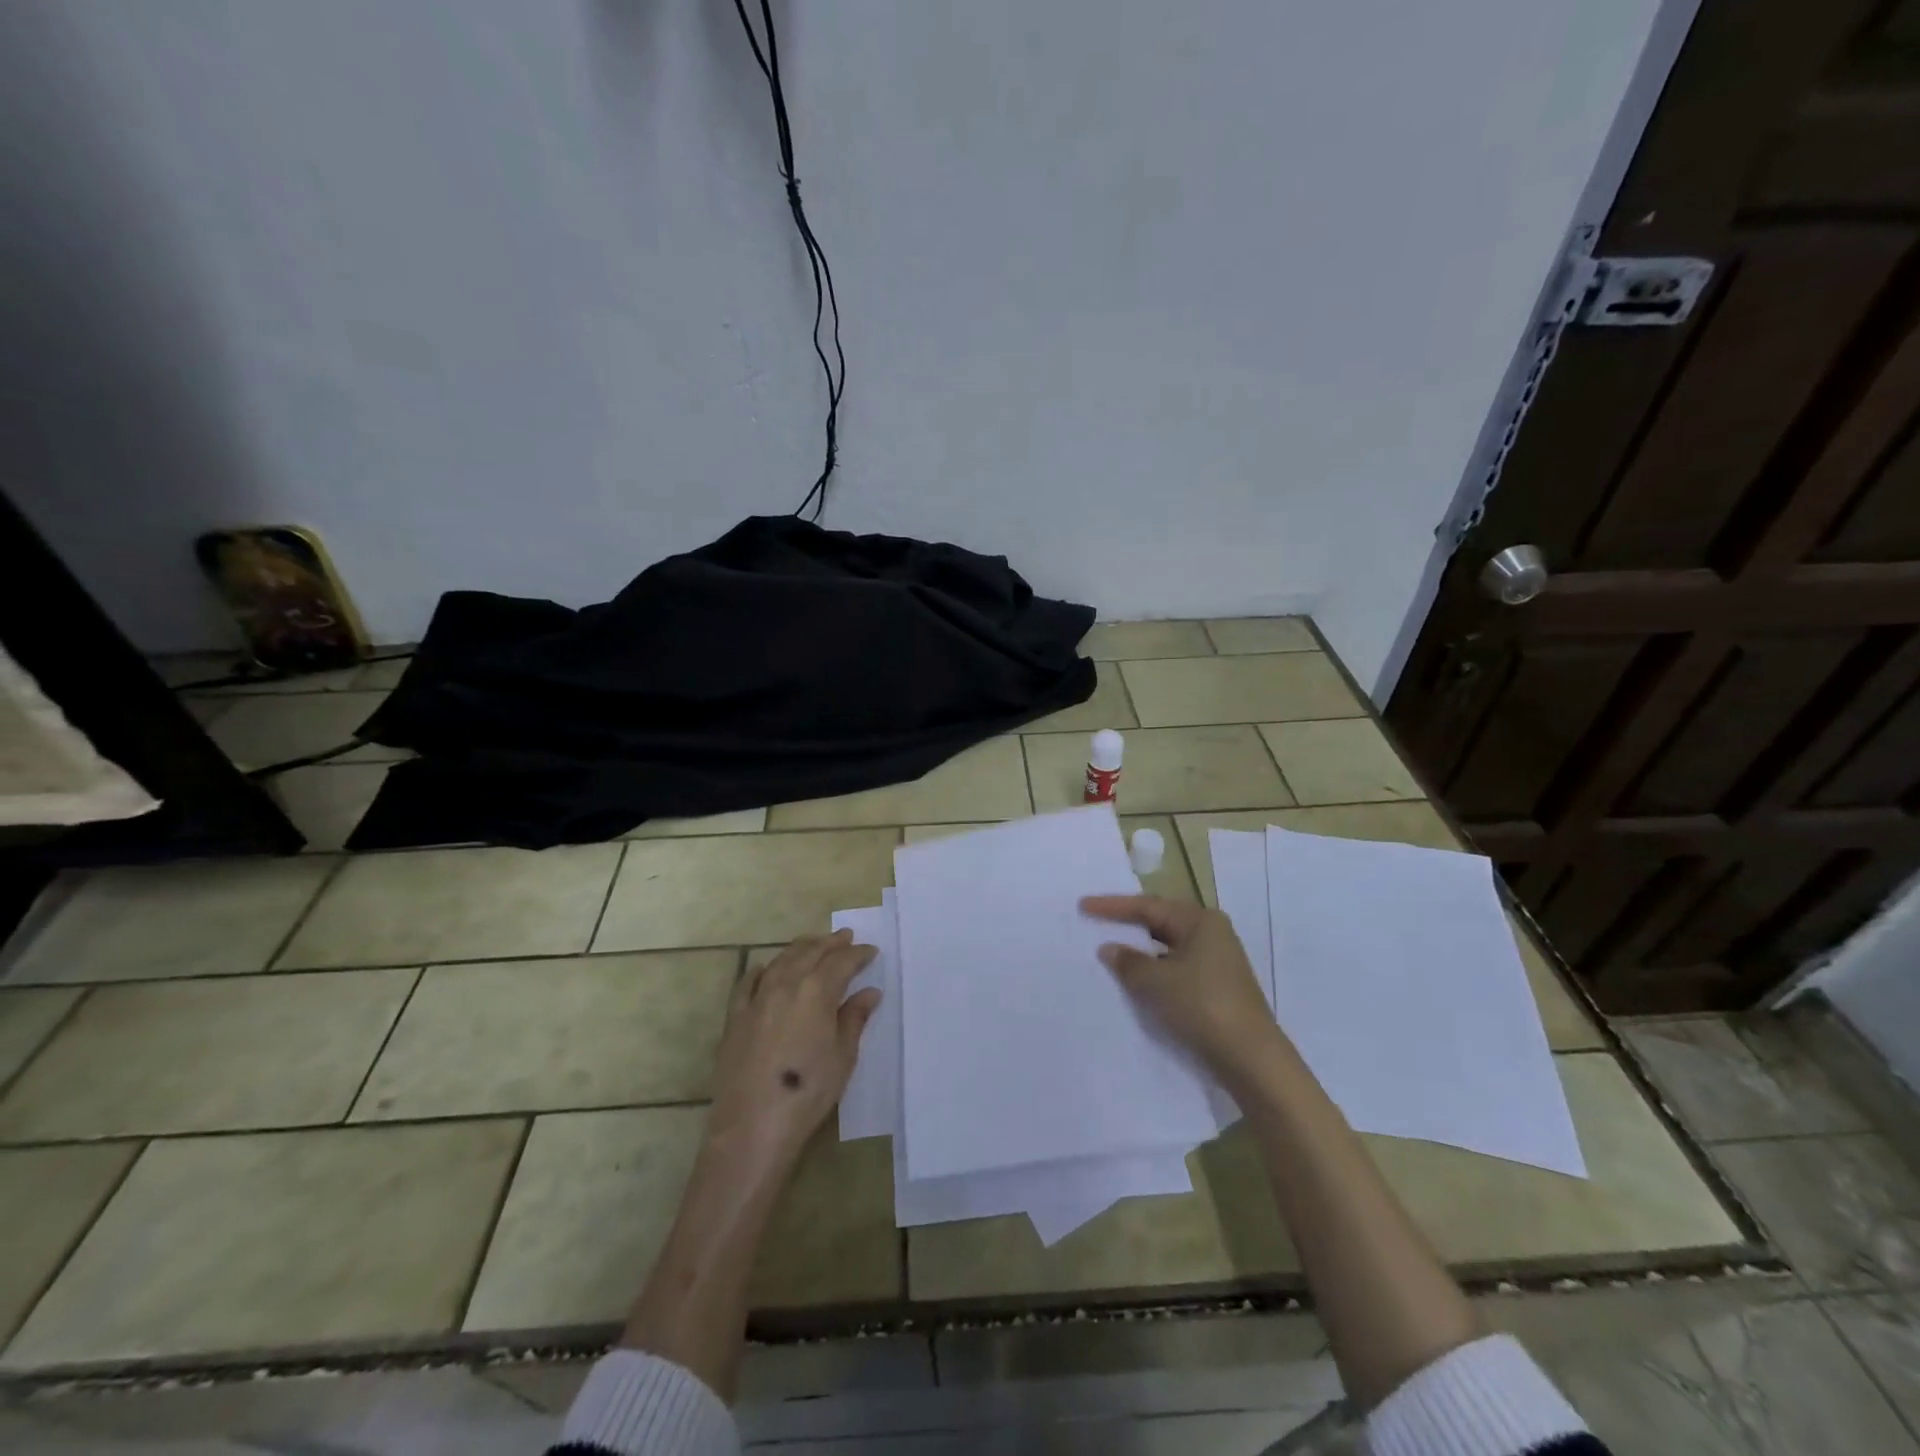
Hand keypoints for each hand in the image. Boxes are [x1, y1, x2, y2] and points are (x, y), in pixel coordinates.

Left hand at [703, 929, 879, 1183]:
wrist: (752, 1125)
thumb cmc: (808, 1092)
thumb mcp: (842, 1057)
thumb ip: (854, 1019)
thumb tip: (869, 993)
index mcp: (817, 991)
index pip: (842, 962)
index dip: (858, 954)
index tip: (871, 951)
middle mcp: (786, 984)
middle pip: (810, 953)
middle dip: (830, 943)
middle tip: (844, 936)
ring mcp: (757, 999)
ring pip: (781, 961)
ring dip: (800, 948)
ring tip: (813, 944)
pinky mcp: (735, 1017)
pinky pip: (748, 982)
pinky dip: (761, 970)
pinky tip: (765, 967)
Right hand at [1082, 894, 1286, 1081]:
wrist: (1250, 1058)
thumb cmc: (1202, 1005)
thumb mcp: (1156, 981)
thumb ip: (1128, 961)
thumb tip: (1109, 948)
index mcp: (1201, 921)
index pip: (1148, 906)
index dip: (1113, 906)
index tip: (1083, 905)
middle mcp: (1212, 934)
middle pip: (1161, 922)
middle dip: (1128, 924)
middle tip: (1096, 922)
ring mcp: (1217, 961)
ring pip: (1168, 947)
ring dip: (1140, 950)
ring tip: (1110, 951)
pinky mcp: (1216, 986)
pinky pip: (1176, 967)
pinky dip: (1154, 970)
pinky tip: (1136, 980)